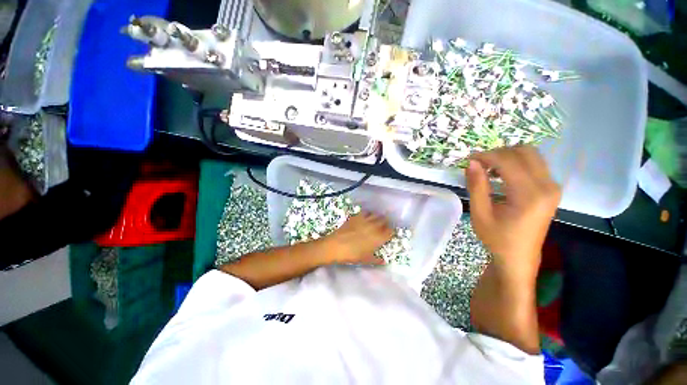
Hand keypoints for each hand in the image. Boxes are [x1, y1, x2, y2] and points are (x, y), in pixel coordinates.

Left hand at [323, 212, 393, 264]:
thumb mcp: (365, 260)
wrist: (336, 246)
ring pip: (376, 215)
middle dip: (385, 224)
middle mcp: (374, 227)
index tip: (388, 235)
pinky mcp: (357, 216)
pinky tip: (366, 218)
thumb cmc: (352, 255)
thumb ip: (376, 260)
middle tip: (383, 228)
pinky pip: (366, 212)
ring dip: (378, 218)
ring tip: (376, 222)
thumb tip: (384, 262)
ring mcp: (365, 220)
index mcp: (378, 238)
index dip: (390, 233)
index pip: (390, 232)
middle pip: (384, 221)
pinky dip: (368, 214)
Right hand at [466, 146, 560, 282]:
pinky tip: (502, 175)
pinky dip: (516, 163)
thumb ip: (477, 186)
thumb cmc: (497, 238)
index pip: (508, 161)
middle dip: (498, 153)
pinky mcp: (551, 189)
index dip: (487, 156)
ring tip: (489, 169)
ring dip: (507, 157)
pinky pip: (535, 165)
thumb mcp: (480, 213)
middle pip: (525, 151)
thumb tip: (472, 163)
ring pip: (532, 155)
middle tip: (479, 164)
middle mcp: (547, 186)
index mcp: (530, 194)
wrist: (519, 257)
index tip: (469, 160)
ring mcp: (552, 187)